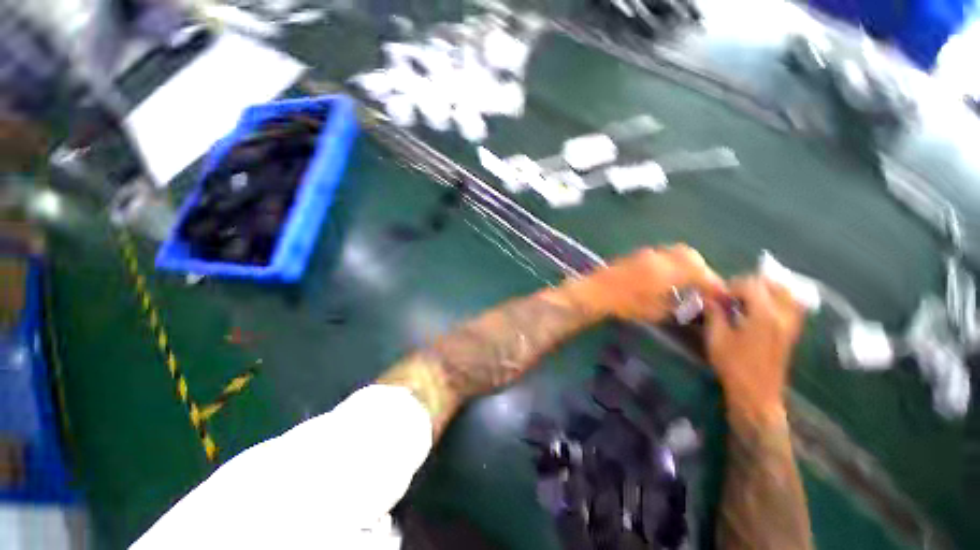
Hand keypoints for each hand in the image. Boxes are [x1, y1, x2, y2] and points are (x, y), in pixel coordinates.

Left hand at [573, 245, 725, 322]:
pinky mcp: (634, 256)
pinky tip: (666, 276)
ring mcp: (644, 254)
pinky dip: (670, 263)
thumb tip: (692, 301)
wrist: (594, 293)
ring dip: (685, 263)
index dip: (713, 283)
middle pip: (689, 255)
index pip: (700, 272)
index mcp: (667, 271)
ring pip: (674, 252)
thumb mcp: (655, 311)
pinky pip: (660, 255)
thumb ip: (677, 304)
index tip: (720, 294)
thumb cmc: (624, 305)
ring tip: (687, 281)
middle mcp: (658, 257)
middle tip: (703, 285)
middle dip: (701, 268)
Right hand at [706, 276, 804, 419]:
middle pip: (775, 285)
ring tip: (748, 298)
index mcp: (764, 315)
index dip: (733, 286)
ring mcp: (791, 325)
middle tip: (733, 294)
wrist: (756, 393)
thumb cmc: (734, 365)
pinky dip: (778, 301)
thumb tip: (710, 298)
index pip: (752, 285)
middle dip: (752, 284)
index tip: (719, 297)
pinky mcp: (792, 333)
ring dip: (768, 290)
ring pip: (788, 294)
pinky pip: (792, 307)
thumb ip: (715, 314)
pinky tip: (761, 310)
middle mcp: (783, 316)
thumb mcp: (716, 338)